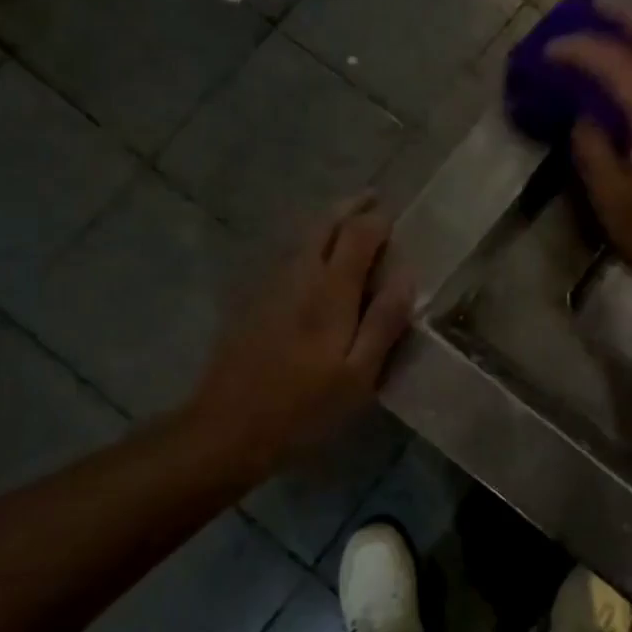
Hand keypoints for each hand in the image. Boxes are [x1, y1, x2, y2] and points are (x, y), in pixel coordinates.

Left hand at [189, 196, 415, 467]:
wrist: (225, 430)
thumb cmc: (303, 408)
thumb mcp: (358, 375)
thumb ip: (384, 321)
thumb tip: (407, 274)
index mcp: (330, 290)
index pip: (359, 233)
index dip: (379, 220)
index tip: (396, 219)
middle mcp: (299, 274)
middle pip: (325, 223)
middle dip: (351, 207)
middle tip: (373, 201)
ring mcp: (270, 285)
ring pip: (302, 236)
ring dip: (328, 221)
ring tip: (349, 221)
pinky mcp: (252, 300)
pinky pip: (287, 255)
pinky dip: (308, 243)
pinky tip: (315, 260)